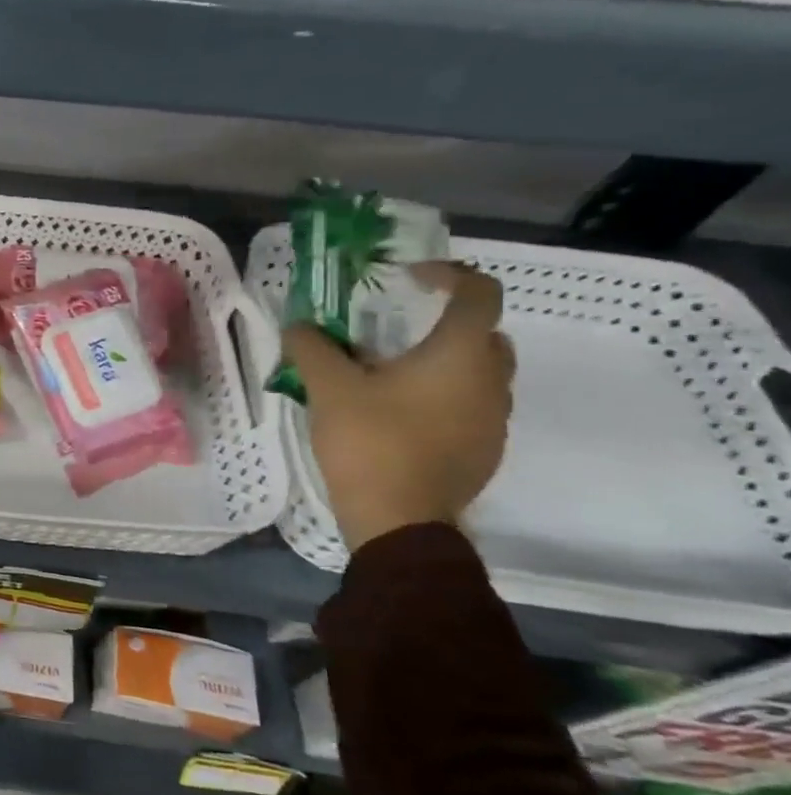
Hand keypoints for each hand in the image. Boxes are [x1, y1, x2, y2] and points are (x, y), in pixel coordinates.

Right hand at [282, 263, 514, 551]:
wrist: (399, 519)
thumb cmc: (370, 441)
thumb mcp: (328, 388)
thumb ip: (312, 348)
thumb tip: (300, 326)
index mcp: (461, 355)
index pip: (479, 293)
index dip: (447, 275)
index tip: (406, 279)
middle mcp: (491, 381)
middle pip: (483, 333)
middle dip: (443, 323)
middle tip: (394, 331)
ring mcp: (493, 419)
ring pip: (478, 373)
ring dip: (442, 363)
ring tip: (388, 376)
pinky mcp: (484, 450)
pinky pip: (469, 406)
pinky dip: (442, 397)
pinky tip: (398, 416)